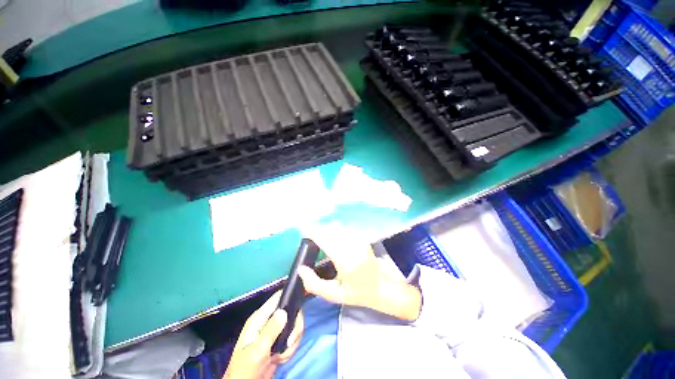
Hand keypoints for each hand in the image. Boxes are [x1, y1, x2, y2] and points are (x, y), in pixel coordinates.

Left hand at [224, 291, 303, 378]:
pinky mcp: (279, 341)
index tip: (299, 307)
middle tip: (290, 343)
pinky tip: (281, 358)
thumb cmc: (246, 368)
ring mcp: (274, 331)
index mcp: (259, 317)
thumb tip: (284, 311)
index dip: (290, 297)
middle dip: (294, 329)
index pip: (278, 298)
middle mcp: (268, 320)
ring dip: (292, 343)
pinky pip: (292, 338)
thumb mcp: (257, 350)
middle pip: (291, 312)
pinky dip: (290, 349)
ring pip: (294, 326)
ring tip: (281, 356)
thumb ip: (271, 330)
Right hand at [298, 223, 421, 320]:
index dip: (313, 232)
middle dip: (317, 229)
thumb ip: (315, 284)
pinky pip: (344, 229)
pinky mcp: (361, 238)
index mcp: (345, 261)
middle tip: (308, 234)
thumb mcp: (335, 295)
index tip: (303, 231)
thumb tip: (300, 269)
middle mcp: (352, 247)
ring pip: (338, 227)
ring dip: (326, 228)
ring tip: (318, 234)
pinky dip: (334, 229)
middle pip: (330, 230)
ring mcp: (358, 241)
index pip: (326, 240)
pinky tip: (331, 235)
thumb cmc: (358, 293)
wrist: (382, 286)